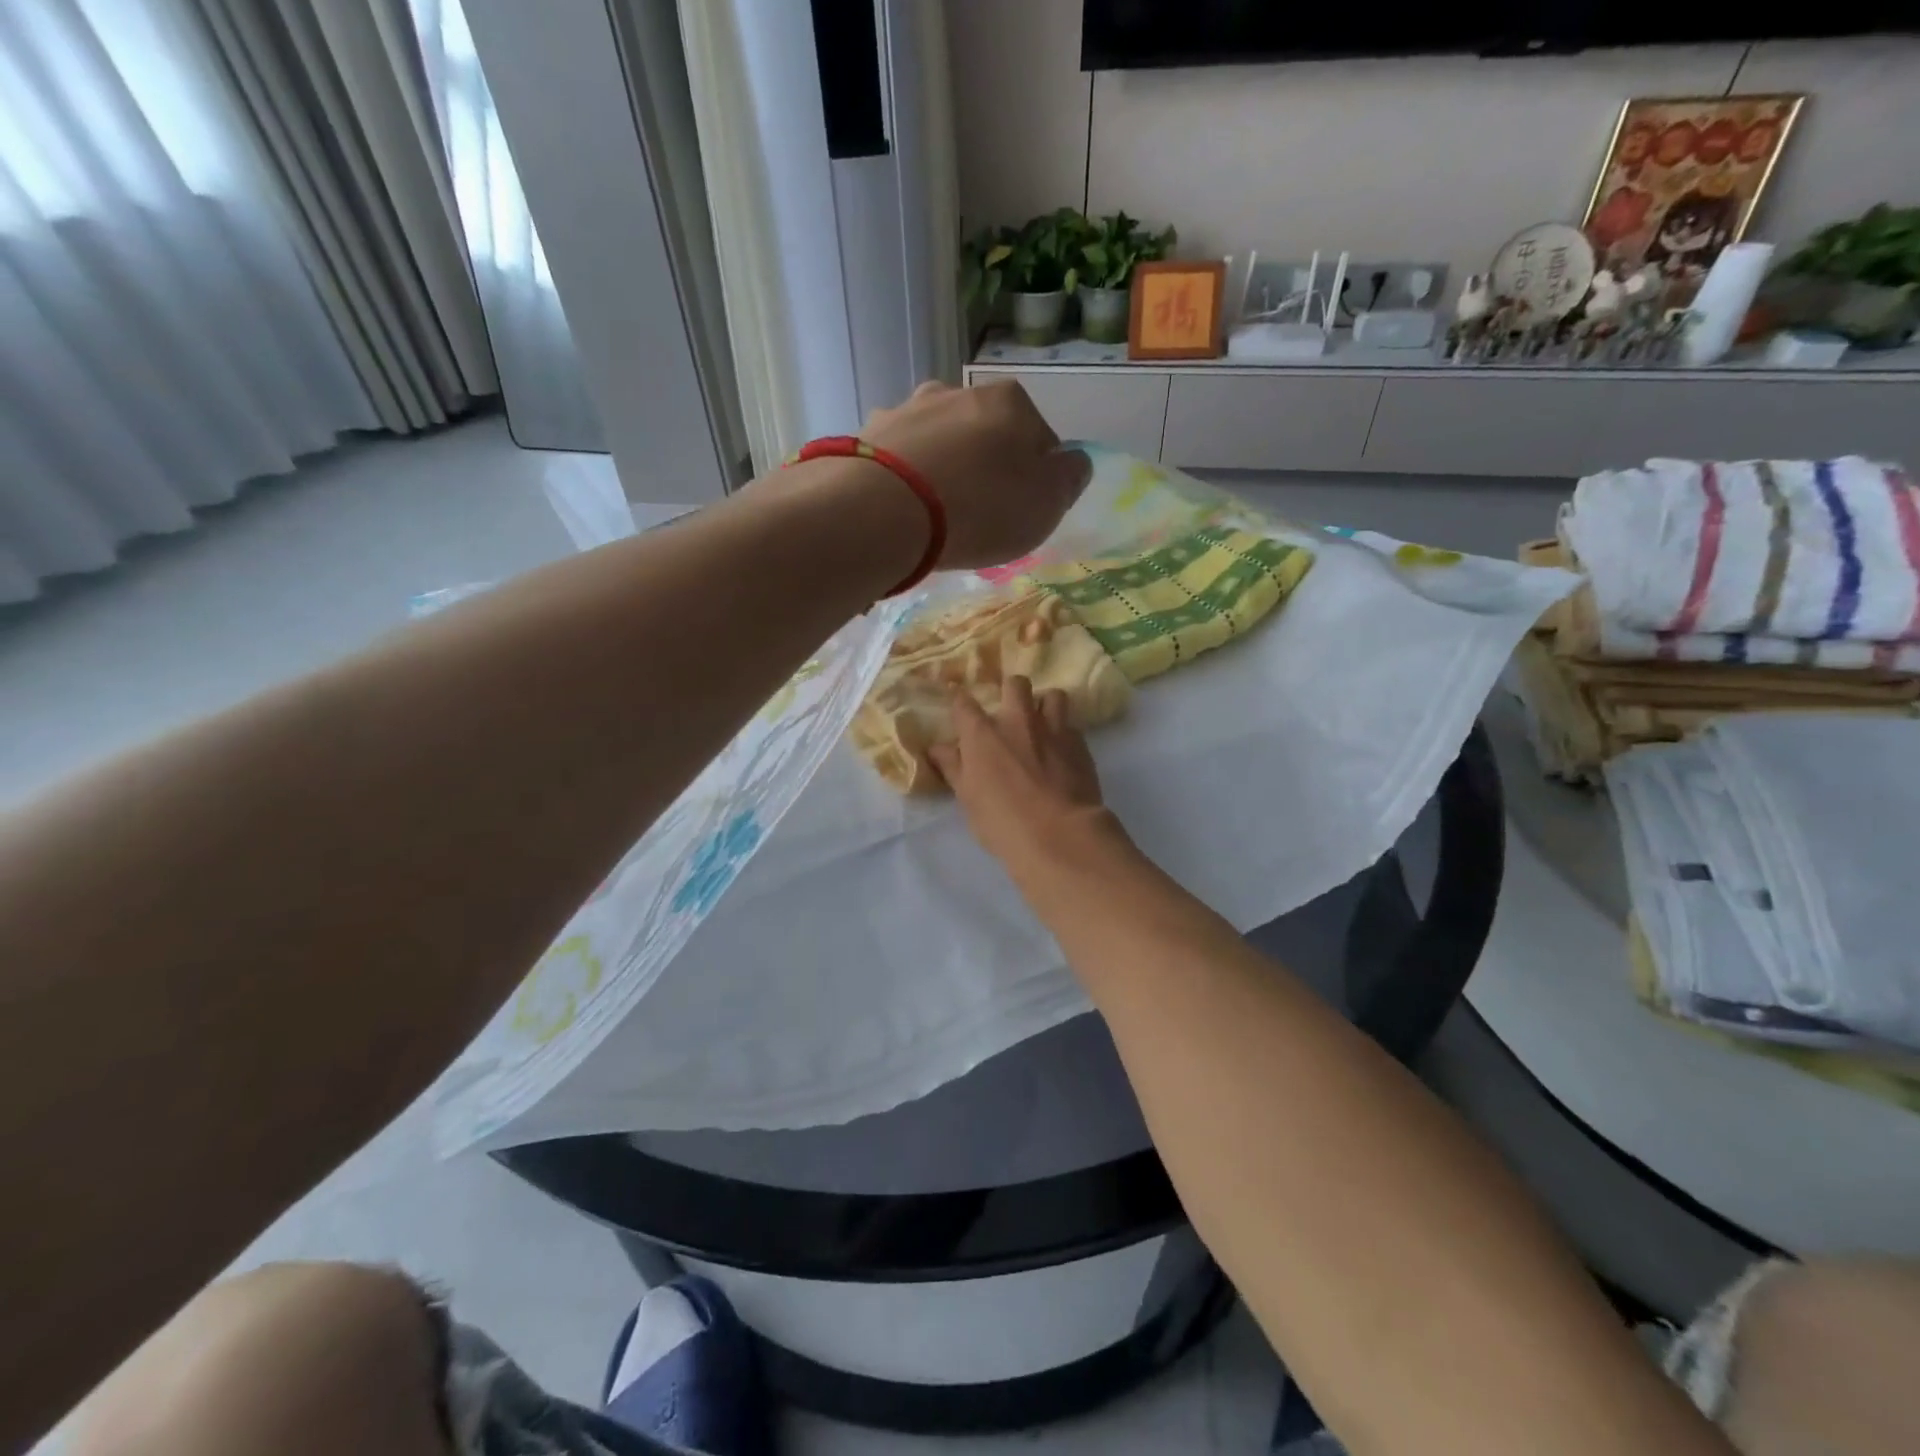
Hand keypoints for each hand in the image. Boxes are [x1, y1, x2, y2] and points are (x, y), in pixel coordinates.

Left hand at [863, 381, 1091, 569]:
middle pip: (983, 433)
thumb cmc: (981, 508)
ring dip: (941, 469)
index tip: (1022, 508)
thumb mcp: (1046, 504)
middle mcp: (957, 392)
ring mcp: (906, 410)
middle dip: (984, 466)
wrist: (885, 512)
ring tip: (934, 515)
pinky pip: (897, 459)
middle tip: (978, 513)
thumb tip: (1073, 462)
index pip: (1038, 437)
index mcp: (1010, 402)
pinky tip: (900, 509)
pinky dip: (903, 479)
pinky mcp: (866, 436)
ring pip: (938, 441)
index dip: (1036, 475)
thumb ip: (1068, 479)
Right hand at [928, 676, 1117, 870]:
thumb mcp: (967, 798)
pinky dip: (1065, 734)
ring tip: (1042, 725)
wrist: (1059, 834)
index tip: (961, 709)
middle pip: (1015, 684)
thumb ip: (953, 767)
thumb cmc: (1002, 821)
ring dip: (1045, 705)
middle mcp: (1017, 720)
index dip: (960, 703)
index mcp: (982, 734)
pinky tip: (1063, 753)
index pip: (963, 703)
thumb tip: (938, 748)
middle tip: (1010, 714)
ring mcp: (1053, 729)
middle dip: (1011, 692)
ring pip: (1053, 696)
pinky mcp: (1080, 744)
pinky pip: (1072, 726)